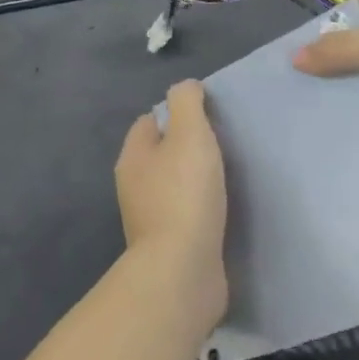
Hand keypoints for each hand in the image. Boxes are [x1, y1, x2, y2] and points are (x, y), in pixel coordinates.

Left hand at [116, 80, 228, 336]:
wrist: (182, 272)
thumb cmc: (185, 194)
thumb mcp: (189, 133)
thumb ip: (187, 103)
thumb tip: (186, 87)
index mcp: (133, 156)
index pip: (149, 121)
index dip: (176, 113)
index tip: (207, 117)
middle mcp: (134, 185)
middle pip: (161, 153)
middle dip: (186, 147)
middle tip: (221, 145)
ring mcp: (150, 218)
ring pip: (174, 185)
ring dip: (195, 180)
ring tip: (225, 177)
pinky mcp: (168, 246)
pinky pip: (185, 215)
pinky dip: (201, 209)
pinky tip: (221, 210)